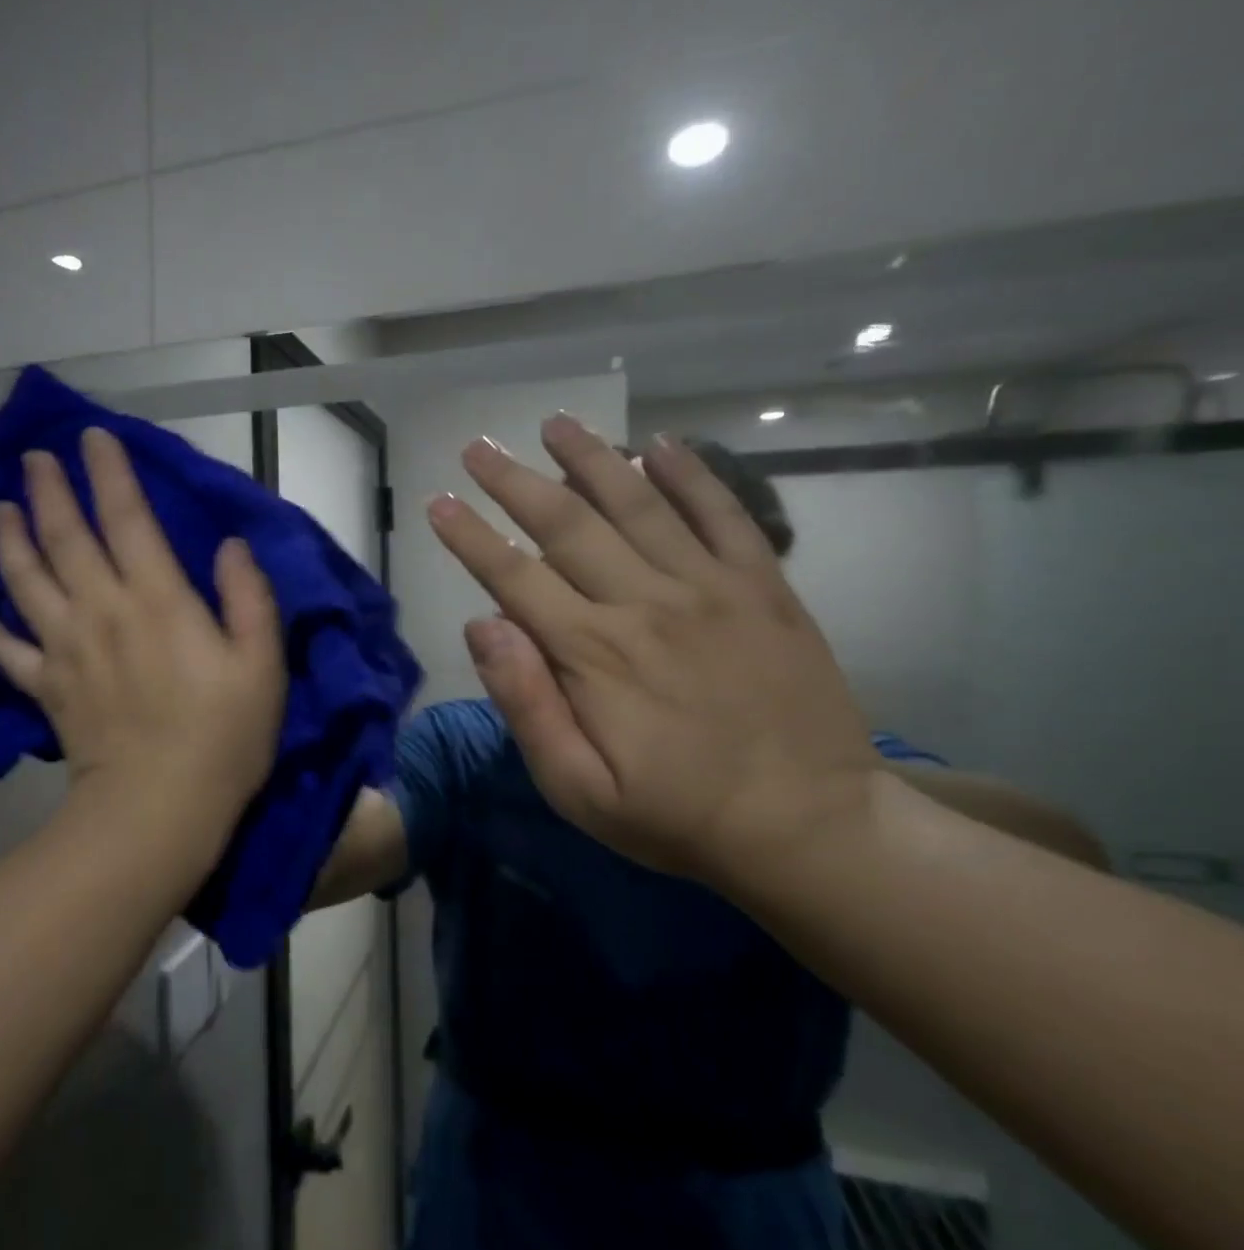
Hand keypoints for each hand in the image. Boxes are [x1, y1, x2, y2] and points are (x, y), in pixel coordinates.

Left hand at [0, 427, 285, 836]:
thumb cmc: (223, 737)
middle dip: (49, 491)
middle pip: (66, 538)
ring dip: (9, 540)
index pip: (127, 519)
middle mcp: (103, 611)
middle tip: (33, 458)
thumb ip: (249, 598)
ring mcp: (67, 649)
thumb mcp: (262, 665)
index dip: (110, 474)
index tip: (93, 438)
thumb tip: (230, 545)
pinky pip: (7, 651)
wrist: (160, 808)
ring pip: (27, 580)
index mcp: (158, 600)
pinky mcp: (47, 688)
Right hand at [426, 417, 877, 883]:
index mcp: (593, 653)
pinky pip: (724, 514)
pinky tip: (660, 444)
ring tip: (555, 422)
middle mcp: (645, 603)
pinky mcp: (764, 587)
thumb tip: (481, 625)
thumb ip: (525, 704)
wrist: (810, 827)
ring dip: (590, 458)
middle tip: (479, 446)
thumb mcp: (578, 788)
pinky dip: (692, 474)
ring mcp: (710, 587)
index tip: (439, 502)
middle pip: (566, 524)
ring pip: (638, 503)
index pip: (513, 577)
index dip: (470, 537)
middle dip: (513, 481)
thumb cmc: (677, 815)